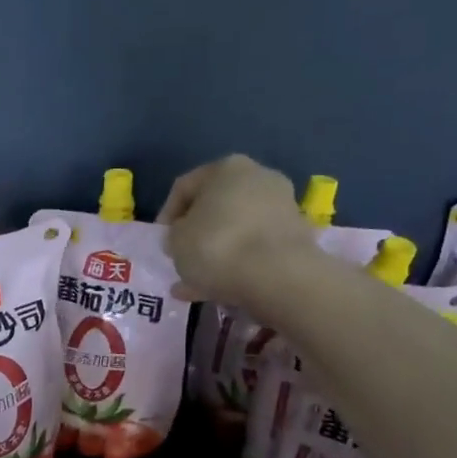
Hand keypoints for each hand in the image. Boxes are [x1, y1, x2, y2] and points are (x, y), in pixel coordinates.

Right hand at [157, 155, 317, 306]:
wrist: (278, 276)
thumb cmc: (216, 246)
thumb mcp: (176, 241)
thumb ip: (174, 235)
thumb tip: (183, 238)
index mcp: (226, 168)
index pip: (185, 187)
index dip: (166, 215)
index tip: (161, 240)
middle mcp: (258, 178)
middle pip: (216, 206)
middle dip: (196, 233)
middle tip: (181, 256)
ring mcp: (281, 207)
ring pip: (236, 230)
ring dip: (215, 252)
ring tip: (196, 280)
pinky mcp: (295, 237)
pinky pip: (254, 248)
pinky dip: (237, 264)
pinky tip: (218, 289)